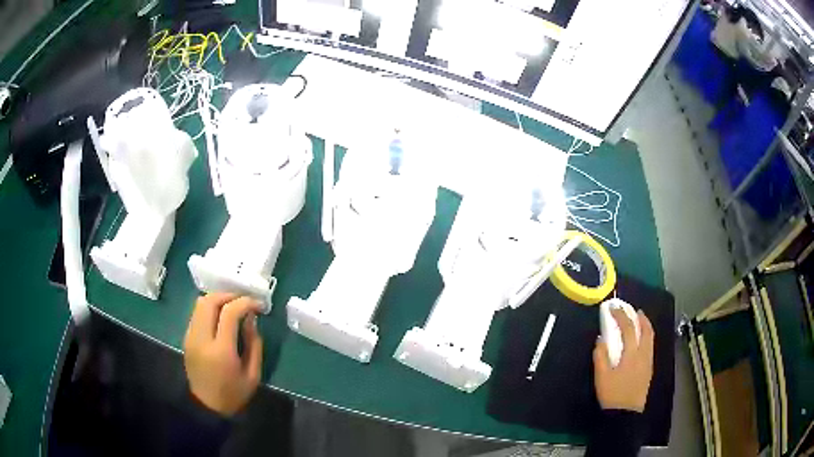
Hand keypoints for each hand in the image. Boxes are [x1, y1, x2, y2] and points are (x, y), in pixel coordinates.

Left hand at [184, 293, 263, 415]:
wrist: (206, 407)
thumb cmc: (233, 394)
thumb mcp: (253, 375)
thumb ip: (254, 344)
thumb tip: (251, 319)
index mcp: (221, 350)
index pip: (229, 313)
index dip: (245, 302)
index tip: (258, 305)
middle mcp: (201, 338)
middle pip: (210, 301)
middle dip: (229, 295)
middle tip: (244, 300)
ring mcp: (190, 337)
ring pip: (200, 303)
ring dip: (218, 299)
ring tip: (233, 306)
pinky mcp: (186, 338)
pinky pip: (196, 313)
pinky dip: (209, 308)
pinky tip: (220, 317)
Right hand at [593, 308, 654, 412]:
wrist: (625, 413)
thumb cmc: (612, 394)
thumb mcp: (601, 376)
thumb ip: (600, 356)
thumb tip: (601, 339)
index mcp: (632, 354)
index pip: (628, 328)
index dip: (621, 315)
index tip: (613, 308)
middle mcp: (643, 354)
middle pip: (646, 330)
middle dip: (640, 318)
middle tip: (634, 310)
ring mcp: (648, 361)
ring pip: (651, 338)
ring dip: (646, 326)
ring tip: (640, 321)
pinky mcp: (649, 369)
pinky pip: (651, 346)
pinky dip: (647, 337)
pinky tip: (641, 341)